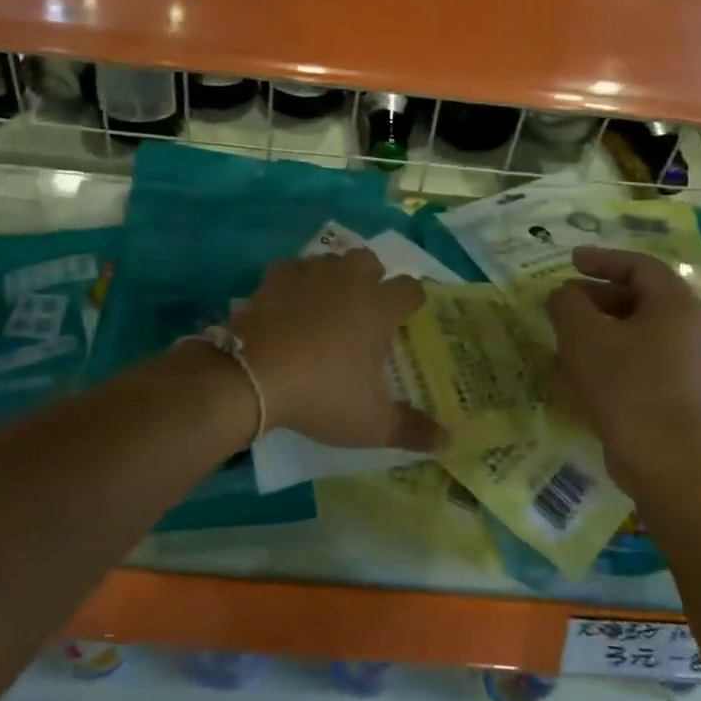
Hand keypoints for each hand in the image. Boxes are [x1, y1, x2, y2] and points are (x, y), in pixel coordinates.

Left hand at [231, 249, 445, 452]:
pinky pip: (294, 268)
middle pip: (370, 260)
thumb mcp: (370, 423)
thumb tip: (449, 441)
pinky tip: (291, 303)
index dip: (413, 300)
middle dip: (373, 277)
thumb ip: (411, 429)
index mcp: (378, 307)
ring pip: (332, 260)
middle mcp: (348, 281)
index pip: (410, 288)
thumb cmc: (321, 394)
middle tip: (366, 308)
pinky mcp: (274, 278)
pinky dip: (298, 281)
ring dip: (336, 275)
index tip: (409, 315)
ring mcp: (309, 274)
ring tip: (329, 304)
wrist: (251, 376)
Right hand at [547, 246, 700, 484]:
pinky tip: (580, 376)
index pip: (639, 265)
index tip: (570, 261)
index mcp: (674, 303)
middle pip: (638, 298)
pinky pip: (639, 362)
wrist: (673, 465)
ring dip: (598, 330)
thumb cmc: (628, 387)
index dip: (602, 258)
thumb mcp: (583, 335)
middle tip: (562, 304)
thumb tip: (564, 295)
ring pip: (636, 333)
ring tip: (563, 340)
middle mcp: (687, 328)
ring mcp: (685, 365)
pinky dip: (609, 357)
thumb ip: (567, 303)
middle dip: (595, 296)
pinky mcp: (677, 396)